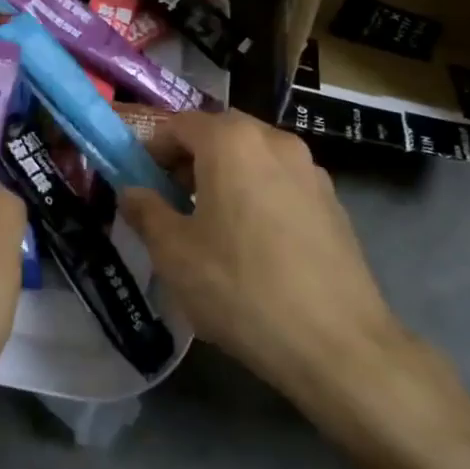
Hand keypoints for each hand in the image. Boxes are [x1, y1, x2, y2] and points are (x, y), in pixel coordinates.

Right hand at [119, 111, 453, 434]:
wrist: (336, 343)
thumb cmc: (241, 288)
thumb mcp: (174, 253)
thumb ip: (146, 211)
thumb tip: (132, 192)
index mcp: (232, 142)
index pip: (180, 125)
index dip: (152, 149)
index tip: (140, 183)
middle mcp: (275, 142)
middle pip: (220, 135)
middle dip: (190, 161)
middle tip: (171, 202)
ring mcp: (312, 171)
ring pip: (254, 159)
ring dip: (225, 177)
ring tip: (211, 225)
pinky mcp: (333, 203)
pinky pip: (281, 184)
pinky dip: (258, 196)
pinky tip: (253, 244)